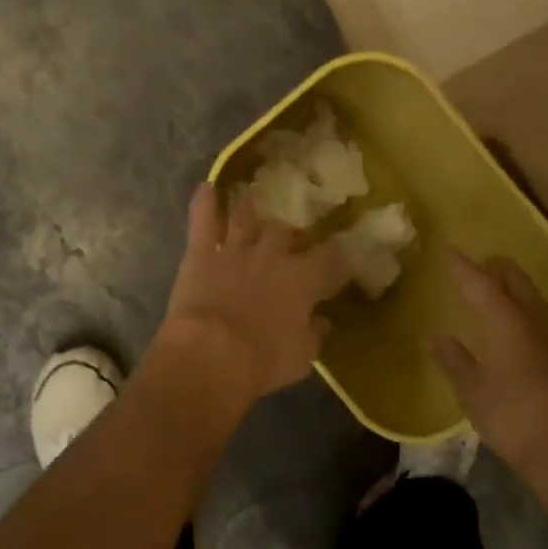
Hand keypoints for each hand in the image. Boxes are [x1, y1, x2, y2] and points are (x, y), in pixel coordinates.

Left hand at [156, 184, 352, 403]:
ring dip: (250, 206)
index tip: (345, 258)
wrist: (211, 354)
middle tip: (291, 238)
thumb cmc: (262, 361)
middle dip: (291, 234)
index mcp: (303, 279)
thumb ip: (313, 334)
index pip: (331, 260)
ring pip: (246, 217)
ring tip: (253, 193)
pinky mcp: (202, 252)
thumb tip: (322, 321)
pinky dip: (204, 203)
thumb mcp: (301, 357)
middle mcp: (272, 255)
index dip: (340, 259)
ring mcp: (236, 249)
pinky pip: (203, 220)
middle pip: (287, 232)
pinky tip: (206, 187)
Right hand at [428, 253, 547, 504]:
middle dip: (497, 268)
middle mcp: (537, 319)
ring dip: (520, 291)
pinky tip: (530, 333)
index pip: (480, 282)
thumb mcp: (473, 392)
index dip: (463, 266)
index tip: (449, 250)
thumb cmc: (515, 420)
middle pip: (516, 280)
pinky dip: (535, 317)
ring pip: (538, 299)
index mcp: (506, 320)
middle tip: (481, 264)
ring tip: (504, 294)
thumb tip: (432, 336)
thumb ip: (454, 360)